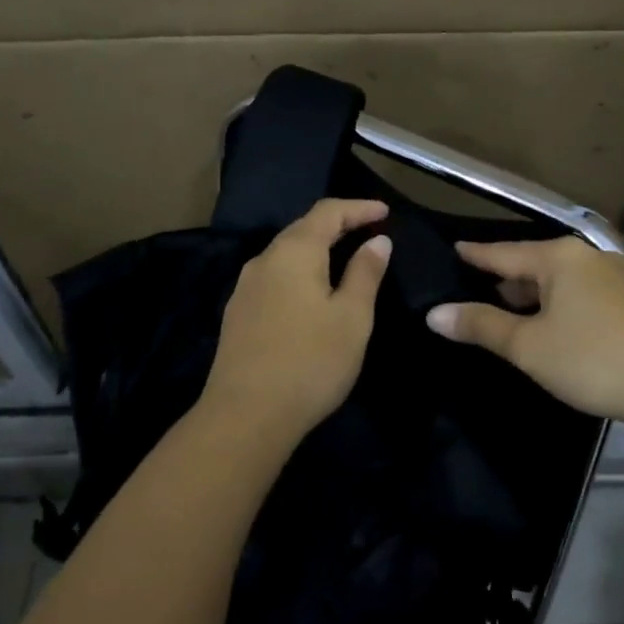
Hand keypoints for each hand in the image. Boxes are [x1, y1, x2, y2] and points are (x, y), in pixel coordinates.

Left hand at [199, 199, 391, 440]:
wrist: (245, 416)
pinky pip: (275, 277)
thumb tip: (377, 241)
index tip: (385, 211)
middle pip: (303, 228)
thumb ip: (365, 273)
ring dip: (317, 249)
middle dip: (338, 225)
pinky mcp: (238, 313)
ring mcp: (245, 287)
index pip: (328, 212)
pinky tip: (311, 292)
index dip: (358, 208)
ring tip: (344, 259)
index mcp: (294, 252)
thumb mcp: (352, 317)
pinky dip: (300, 272)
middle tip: (368, 231)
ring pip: (286, 254)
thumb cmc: (310, 362)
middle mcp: (264, 259)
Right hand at [425, 237, 623, 429]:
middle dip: (506, 278)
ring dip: (534, 294)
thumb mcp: (529, 346)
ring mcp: (617, 276)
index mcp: (559, 258)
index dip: (476, 255)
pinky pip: (583, 293)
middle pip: (534, 264)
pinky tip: (554, 324)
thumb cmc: (593, 359)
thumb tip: (434, 313)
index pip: (503, 253)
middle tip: (476, 288)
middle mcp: (589, 257)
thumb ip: (481, 326)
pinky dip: (560, 303)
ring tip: (510, 309)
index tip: (455, 248)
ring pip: (561, 280)